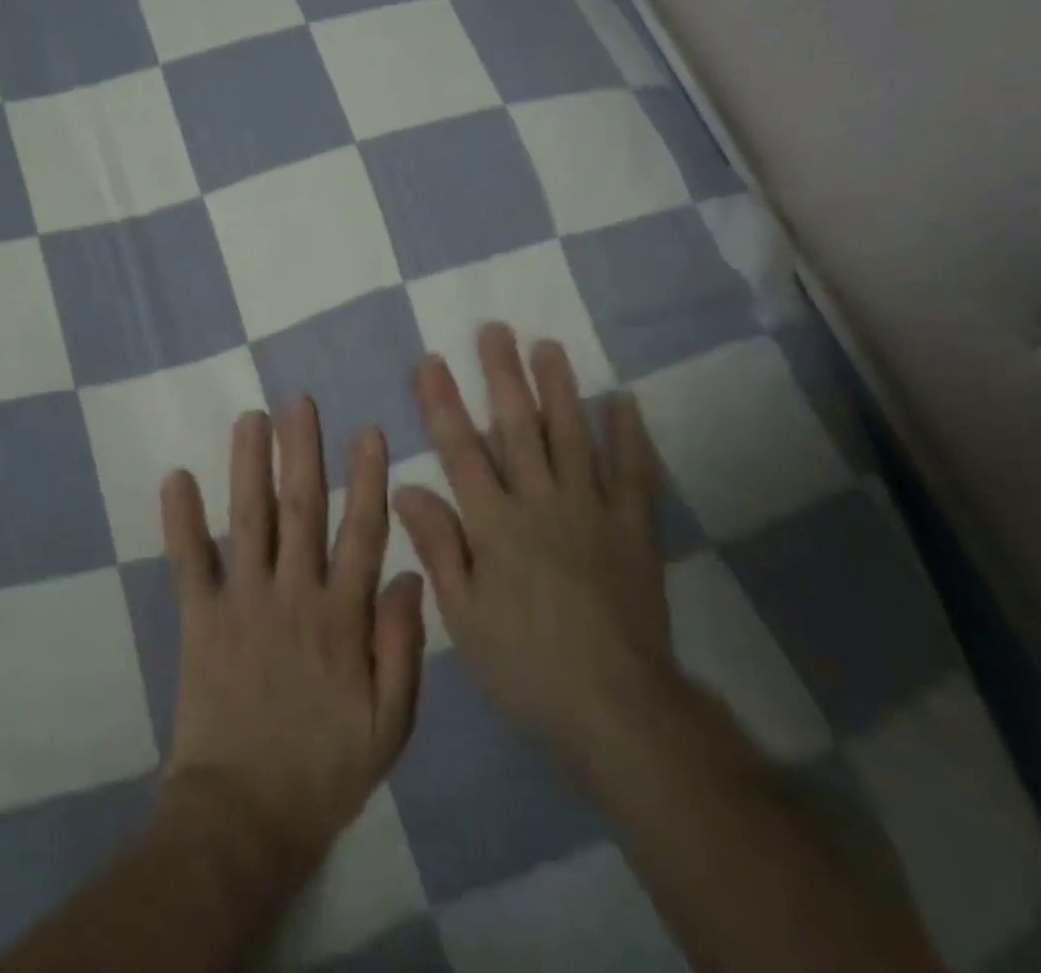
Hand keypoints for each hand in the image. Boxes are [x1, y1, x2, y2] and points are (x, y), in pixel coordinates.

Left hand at [161, 398, 425, 880]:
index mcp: (342, 617)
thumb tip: (412, 576)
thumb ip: (402, 647)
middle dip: (303, 450)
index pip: (360, 533)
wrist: (243, 819)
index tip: (367, 432)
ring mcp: (242, 602)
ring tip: (251, 417)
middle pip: (302, 508)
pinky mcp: (200, 620)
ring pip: (250, 520)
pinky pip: (189, 562)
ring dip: (250, 465)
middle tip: (299, 401)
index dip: (366, 479)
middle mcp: (293, 594)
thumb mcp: (390, 725)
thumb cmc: (324, 770)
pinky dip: (180, 520)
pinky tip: (176, 477)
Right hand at [394, 324, 677, 766]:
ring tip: (548, 346)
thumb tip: (405, 488)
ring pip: (572, 435)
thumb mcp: (465, 616)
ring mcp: (593, 510)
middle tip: (495, 329)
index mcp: (496, 524)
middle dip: (502, 375)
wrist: (617, 710)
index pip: (461, 450)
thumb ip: (439, 546)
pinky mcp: (634, 529)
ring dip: (559, 388)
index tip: (431, 360)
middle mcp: (542, 503)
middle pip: (518, 427)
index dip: (443, 402)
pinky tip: (622, 401)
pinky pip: (633, 473)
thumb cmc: (526, 666)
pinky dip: (629, 435)